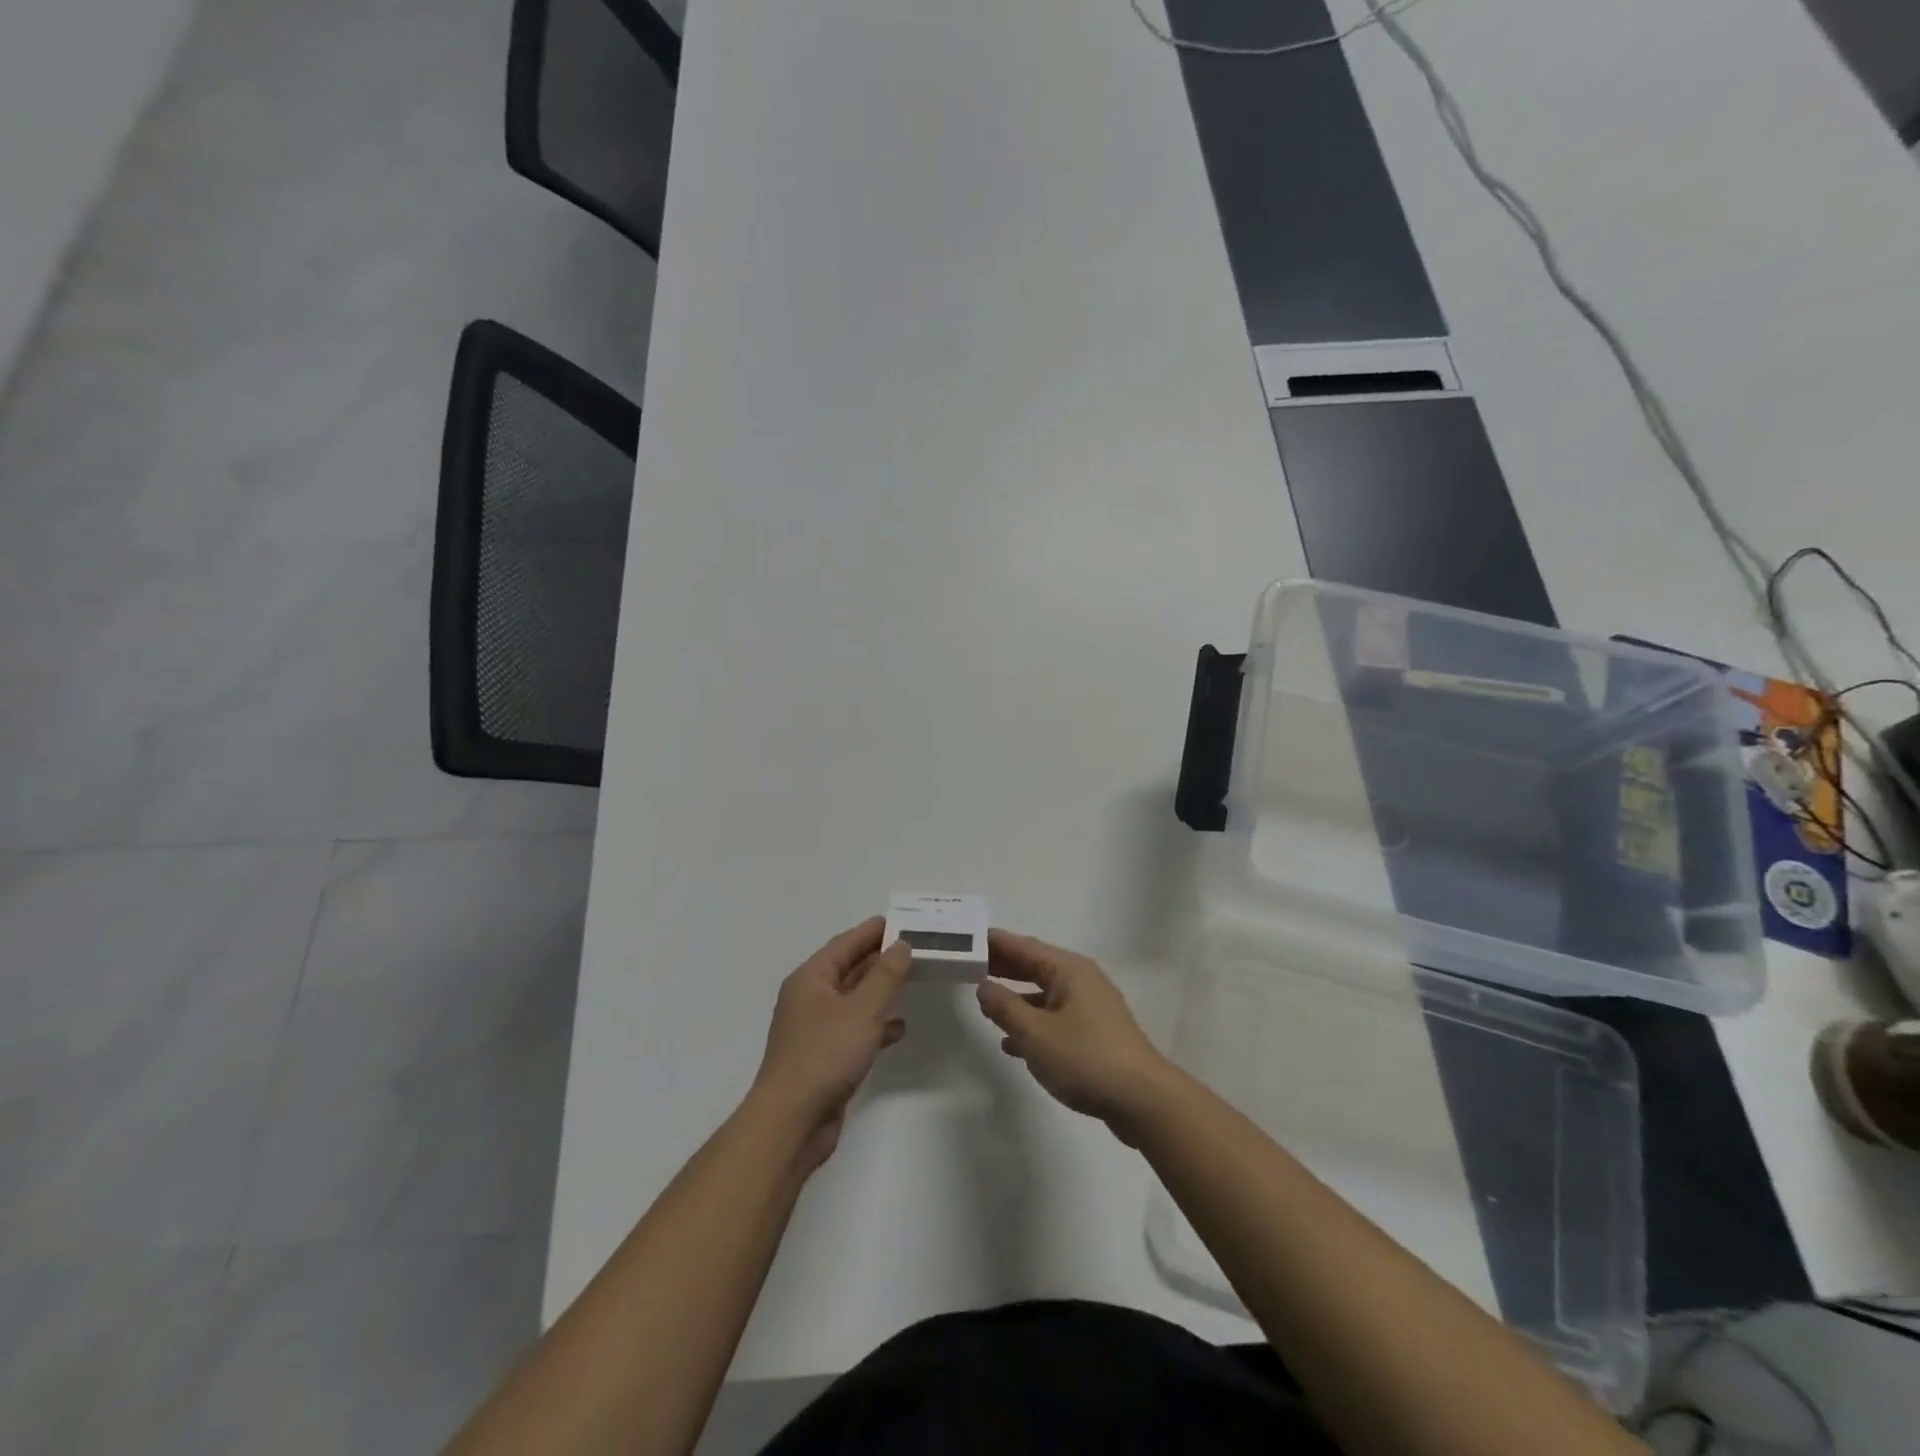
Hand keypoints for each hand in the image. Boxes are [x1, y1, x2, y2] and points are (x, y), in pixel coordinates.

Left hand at [749, 917, 911, 1172]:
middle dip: (880, 959)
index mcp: (811, 979)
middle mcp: (810, 999)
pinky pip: (855, 1030)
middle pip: (848, 969)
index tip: (901, 921)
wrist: (792, 1122)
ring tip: (912, 980)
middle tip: (914, 948)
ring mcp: (816, 1030)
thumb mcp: (862, 1010)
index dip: (872, 931)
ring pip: (853, 1000)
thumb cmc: (825, 1055)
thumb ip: (885, 975)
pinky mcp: (825, 1057)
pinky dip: (876, 1025)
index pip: (844, 943)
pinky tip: (899, 1027)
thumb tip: (901, 945)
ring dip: (880, 991)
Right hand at [975, 929, 1173, 1137]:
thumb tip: (985, 986)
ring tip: (986, 1003)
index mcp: (1069, 970)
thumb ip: (1005, 1007)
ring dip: (1017, 998)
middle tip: (970, 966)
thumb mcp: (1035, 1034)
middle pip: (1036, 966)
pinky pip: (1055, 1018)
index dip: (996, 943)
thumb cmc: (1085, 1058)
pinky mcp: (1095, 1034)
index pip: (1024, 947)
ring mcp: (1091, 1008)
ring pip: (1045, 994)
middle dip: (1004, 967)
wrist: (1142, 1100)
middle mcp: (1081, 981)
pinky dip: (1033, 1023)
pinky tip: (1013, 1044)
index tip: (968, 939)